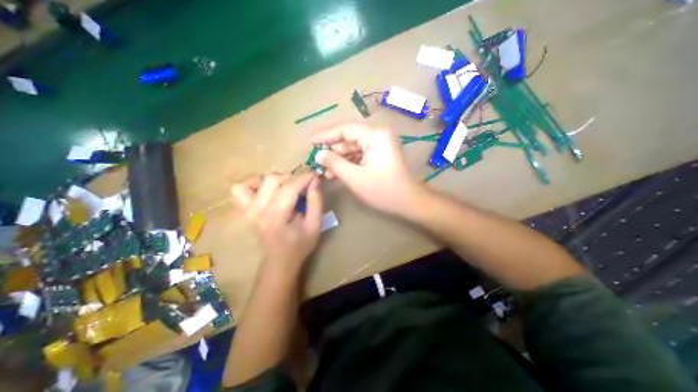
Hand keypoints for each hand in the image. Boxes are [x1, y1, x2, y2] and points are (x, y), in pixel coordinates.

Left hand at [231, 173, 324, 273]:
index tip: (316, 175)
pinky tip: (267, 190)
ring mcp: (248, 209)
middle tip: (304, 186)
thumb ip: (316, 201)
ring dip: (277, 179)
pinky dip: (254, 184)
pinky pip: (240, 189)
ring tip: (288, 188)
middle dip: (293, 178)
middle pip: (273, 179)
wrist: (279, 261)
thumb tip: (315, 180)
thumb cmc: (300, 245)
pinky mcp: (245, 210)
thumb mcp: (315, 225)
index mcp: (277, 216)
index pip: (290, 187)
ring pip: (258, 180)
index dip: (305, 177)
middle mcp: (258, 210)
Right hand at [312, 123, 422, 214]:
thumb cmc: (383, 190)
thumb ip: (335, 163)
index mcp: (375, 135)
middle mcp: (377, 136)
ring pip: (352, 148)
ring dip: (339, 159)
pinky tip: (337, 173)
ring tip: (325, 171)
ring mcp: (379, 146)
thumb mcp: (355, 178)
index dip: (325, 135)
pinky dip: (348, 164)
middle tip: (317, 161)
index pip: (344, 129)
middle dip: (332, 151)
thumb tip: (318, 154)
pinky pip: (359, 155)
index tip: (310, 142)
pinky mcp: (379, 155)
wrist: (408, 202)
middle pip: (348, 139)